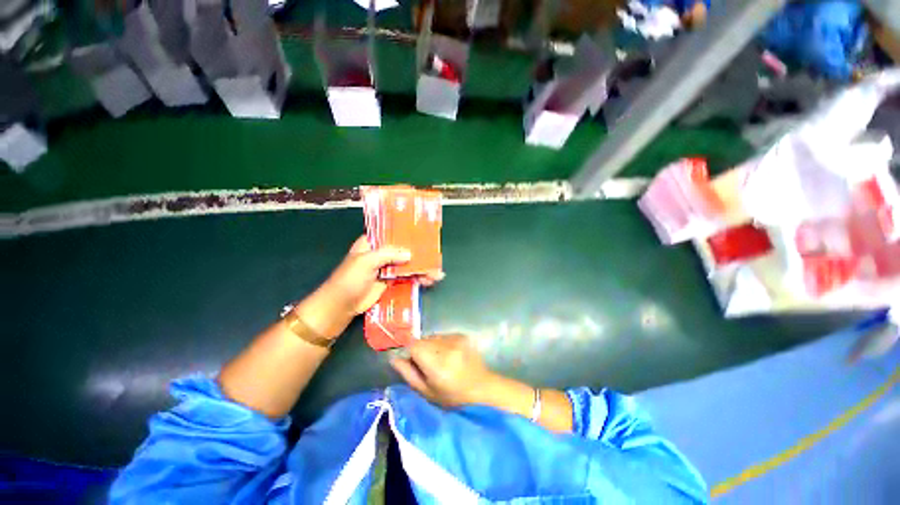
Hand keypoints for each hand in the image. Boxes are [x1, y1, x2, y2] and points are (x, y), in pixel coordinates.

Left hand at [296, 236, 442, 339]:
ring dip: (421, 268)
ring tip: (436, 274)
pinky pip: (407, 277)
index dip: (407, 233)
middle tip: (435, 256)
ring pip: (408, 264)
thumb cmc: (349, 278)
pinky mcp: (391, 281)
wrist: (341, 305)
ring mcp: (387, 268)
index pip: (392, 234)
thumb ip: (388, 254)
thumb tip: (410, 254)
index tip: (423, 234)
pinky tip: (428, 281)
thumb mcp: (366, 261)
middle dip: (420, 254)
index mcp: (372, 243)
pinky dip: (417, 278)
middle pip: (404, 250)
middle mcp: (381, 253)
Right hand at [390, 335, 496, 407]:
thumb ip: (408, 374)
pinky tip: (451, 355)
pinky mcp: (462, 335)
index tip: (416, 364)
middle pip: (423, 339)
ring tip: (442, 360)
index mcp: (436, 363)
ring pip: (433, 337)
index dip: (411, 353)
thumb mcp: (426, 392)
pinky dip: (443, 343)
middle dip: (422, 350)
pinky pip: (444, 336)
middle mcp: (446, 346)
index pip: (413, 345)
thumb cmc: (452, 397)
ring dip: (432, 346)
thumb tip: (394, 358)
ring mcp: (456, 339)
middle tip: (430, 365)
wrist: (481, 389)